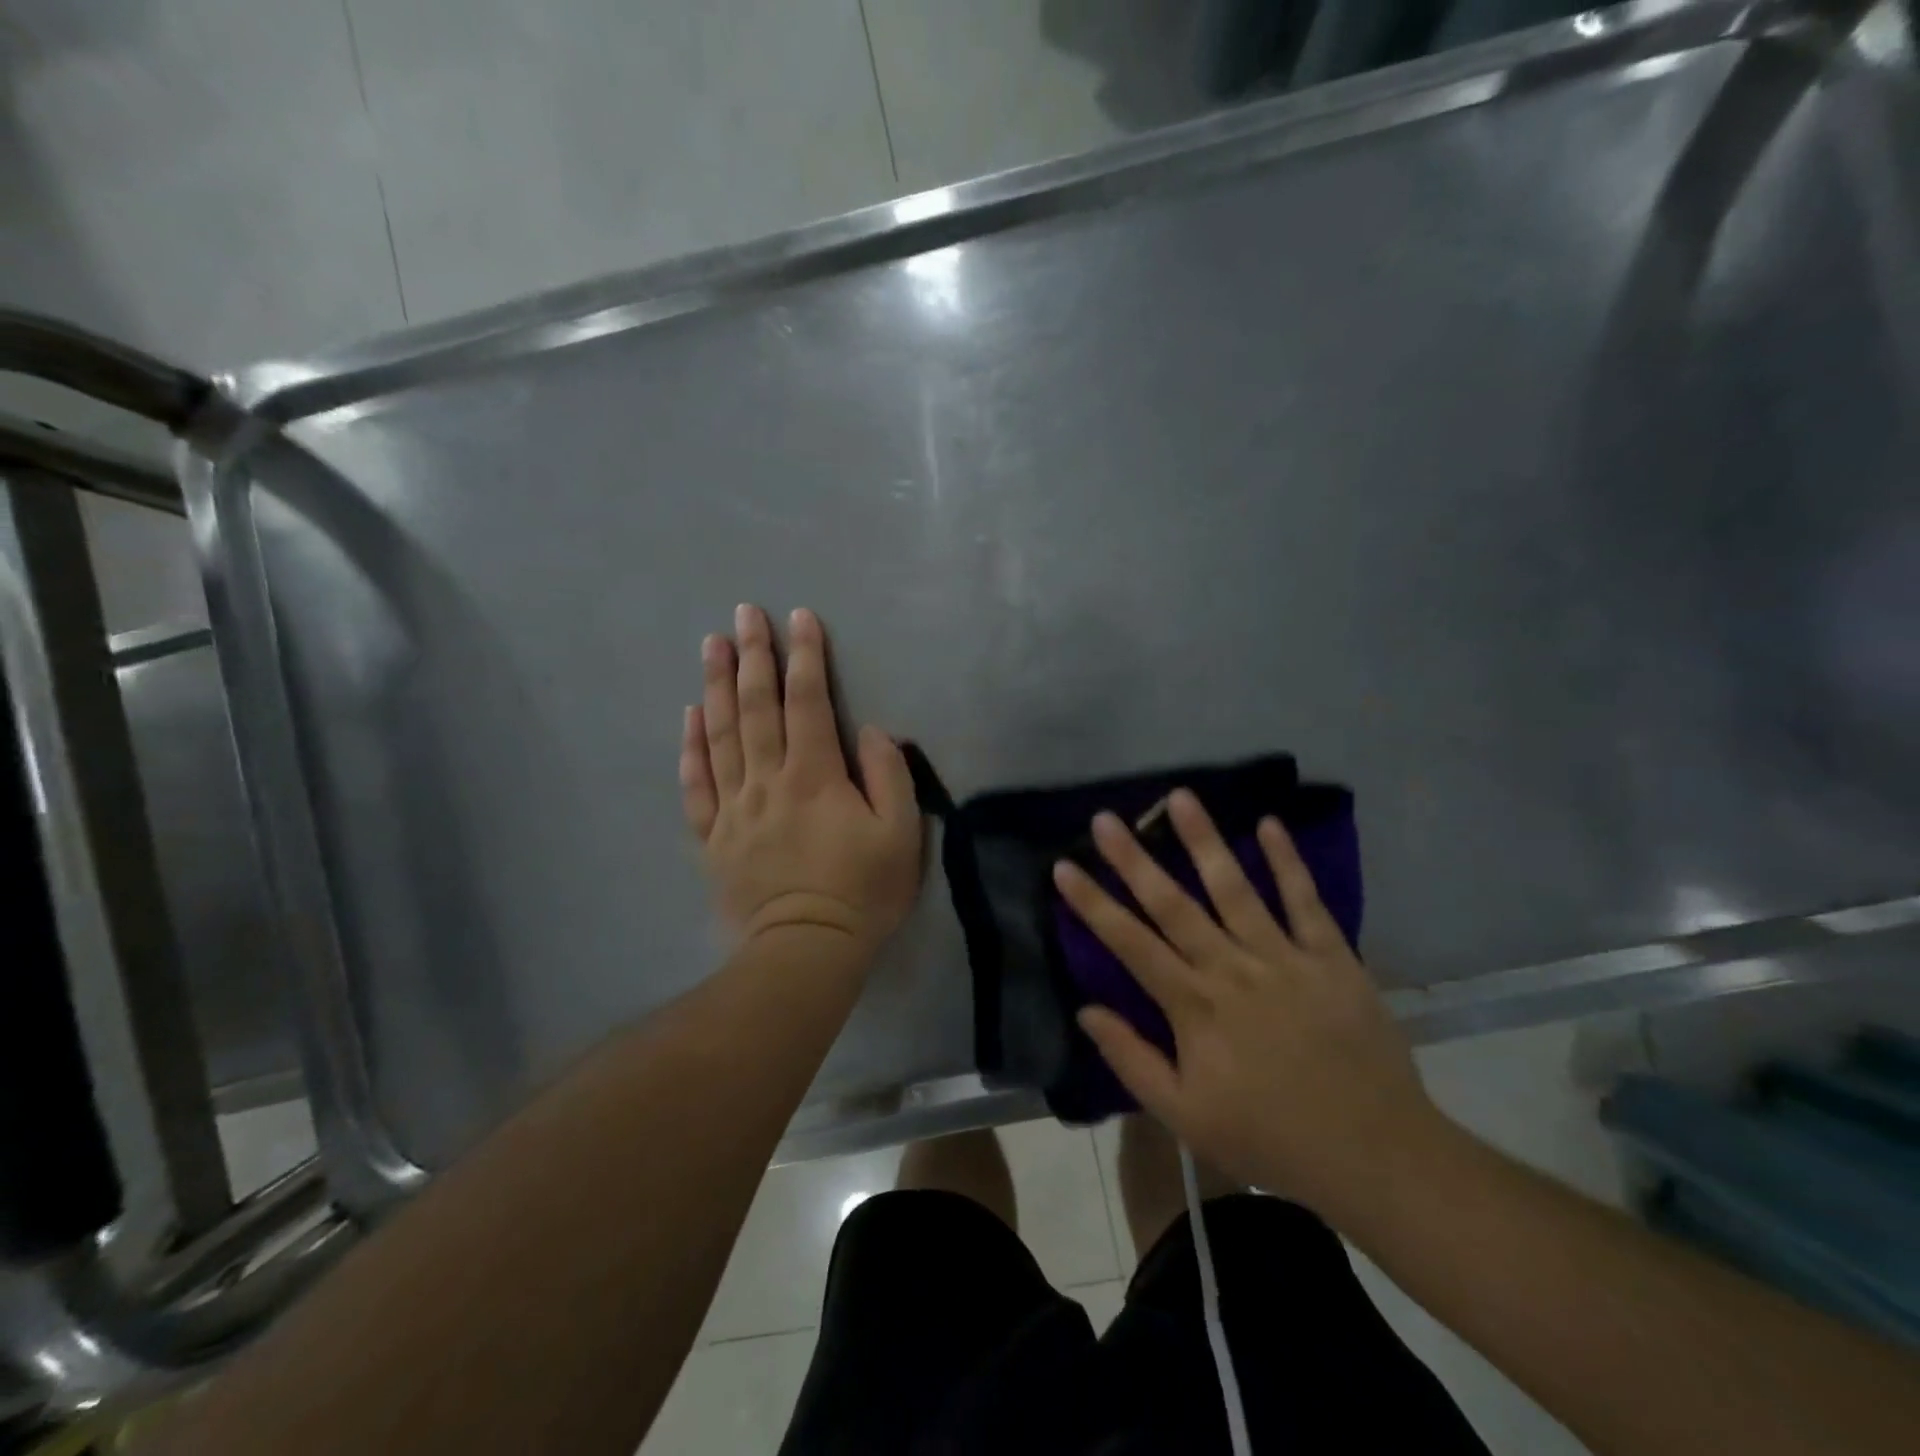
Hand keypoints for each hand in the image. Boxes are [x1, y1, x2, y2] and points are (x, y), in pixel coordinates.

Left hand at [681, 605, 922, 957]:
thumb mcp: (900, 834)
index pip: (807, 702)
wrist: (805, 953)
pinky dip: (691, 747)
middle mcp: (767, 780)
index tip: (798, 617)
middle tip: (743, 613)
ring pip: (719, 735)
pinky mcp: (713, 837)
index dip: (804, 656)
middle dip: (752, 655)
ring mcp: (733, 808)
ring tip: (710, 645)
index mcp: (814, 775)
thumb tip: (869, 730)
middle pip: (755, 707)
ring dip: (715, 686)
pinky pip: (696, 784)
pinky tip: (688, 716)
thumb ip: (888, 775)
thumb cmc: (862, 892)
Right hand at [1052, 791, 1444, 1219]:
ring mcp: (1283, 958)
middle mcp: (1231, 970)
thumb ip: (1132, 1060)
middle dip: (1134, 860)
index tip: (1064, 866)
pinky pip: (1305, 902)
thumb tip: (1086, 1010)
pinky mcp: (1331, 957)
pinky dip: (1288, 862)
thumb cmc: (1269, 1137)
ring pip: (1235, 888)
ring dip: (1204, 841)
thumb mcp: (1185, 1117)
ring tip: (1180, 797)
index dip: (1093, 904)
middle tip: (1106, 819)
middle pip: (1173, 905)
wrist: (1373, 1154)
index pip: (1130, 944)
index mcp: (1194, 1007)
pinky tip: (1269, 823)